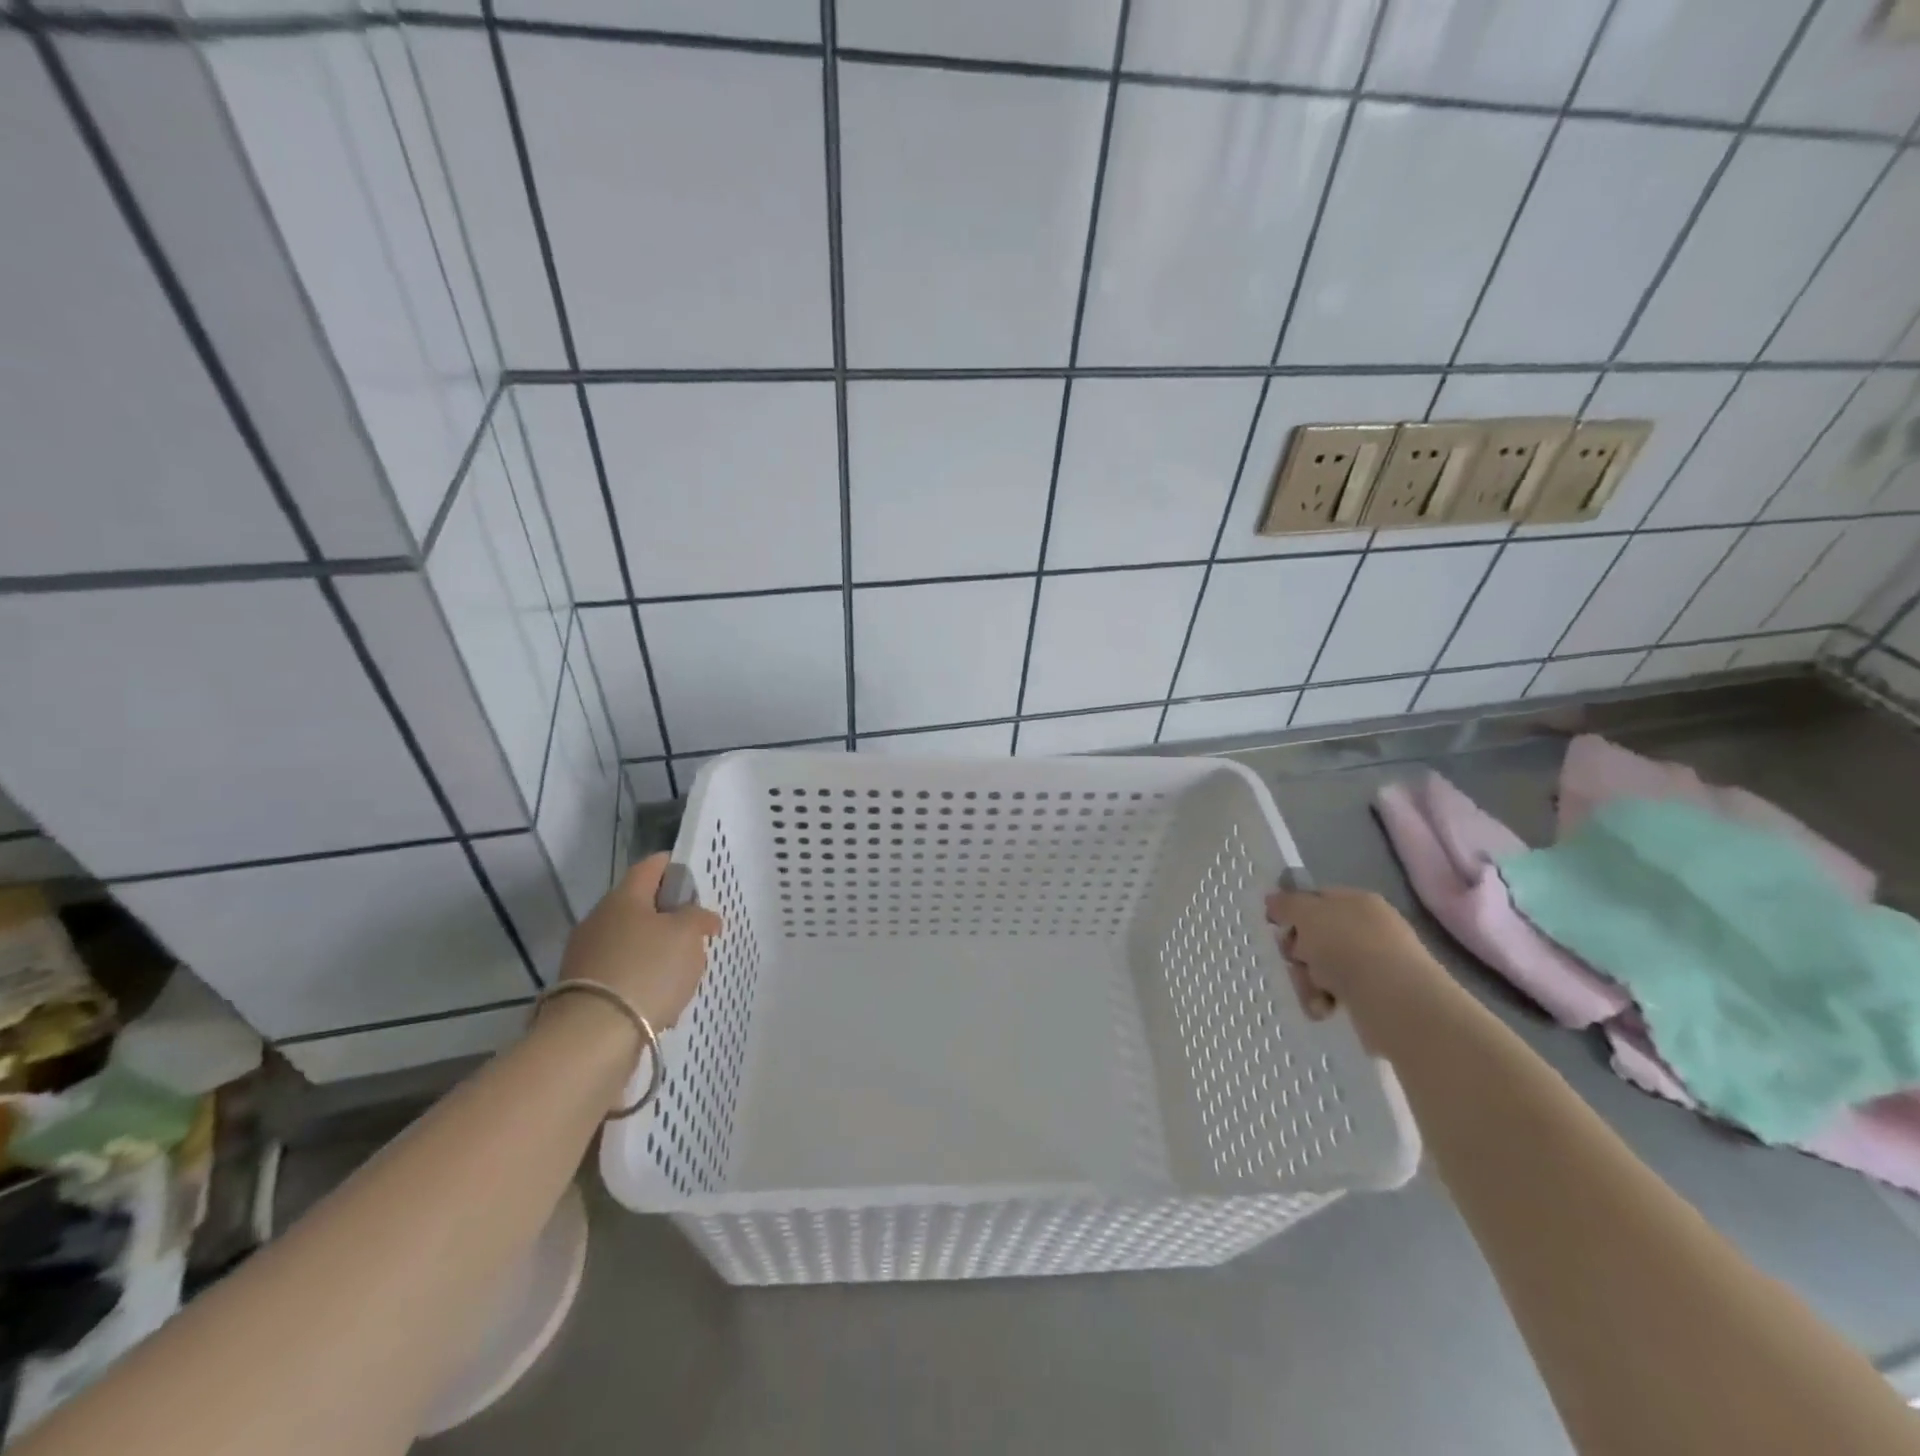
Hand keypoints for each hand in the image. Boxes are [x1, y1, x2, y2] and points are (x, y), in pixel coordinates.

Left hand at [560, 854, 722, 1028]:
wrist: (593, 1036)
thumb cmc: (648, 970)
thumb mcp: (687, 935)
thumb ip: (698, 918)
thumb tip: (702, 917)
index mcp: (624, 897)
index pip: (651, 866)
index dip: (675, 866)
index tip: (695, 877)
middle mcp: (599, 920)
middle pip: (640, 906)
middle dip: (669, 916)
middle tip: (696, 931)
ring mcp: (586, 956)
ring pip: (632, 942)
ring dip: (657, 952)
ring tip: (683, 973)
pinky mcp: (583, 990)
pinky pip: (622, 974)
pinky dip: (643, 981)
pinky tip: (661, 1001)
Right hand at [1265, 885, 1442, 1022]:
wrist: (1395, 1000)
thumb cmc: (1347, 946)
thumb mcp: (1306, 913)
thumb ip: (1286, 904)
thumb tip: (1273, 901)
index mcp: (1357, 901)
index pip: (1316, 899)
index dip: (1293, 912)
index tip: (1277, 927)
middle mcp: (1369, 929)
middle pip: (1315, 936)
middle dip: (1298, 953)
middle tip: (1297, 962)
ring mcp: (1376, 963)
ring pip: (1322, 968)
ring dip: (1308, 981)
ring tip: (1315, 994)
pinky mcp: (1378, 996)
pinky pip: (1338, 993)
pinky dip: (1325, 1000)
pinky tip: (1326, 1008)